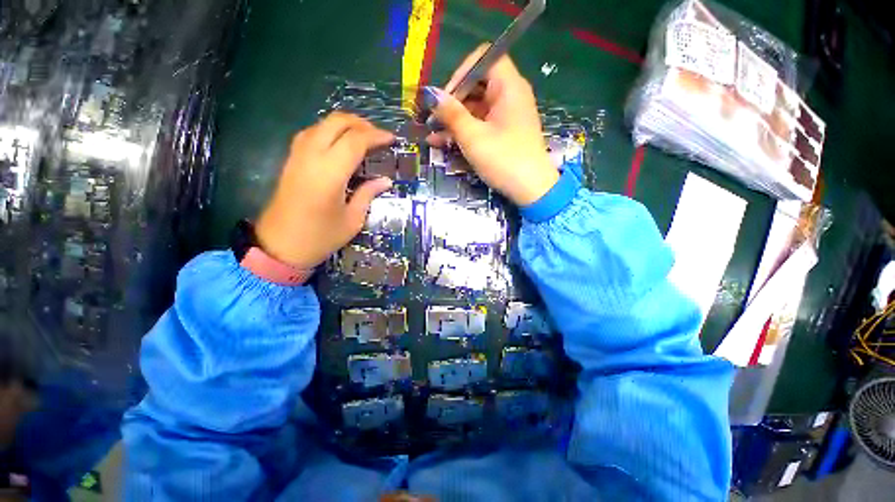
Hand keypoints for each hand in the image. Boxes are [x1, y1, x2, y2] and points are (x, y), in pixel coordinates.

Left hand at [255, 112, 394, 268]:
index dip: (376, 136)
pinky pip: (311, 133)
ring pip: (322, 124)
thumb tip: (385, 181)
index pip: (355, 140)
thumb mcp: (352, 220)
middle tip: (378, 136)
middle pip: (336, 122)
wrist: (279, 246)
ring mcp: (297, 155)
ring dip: (344, 125)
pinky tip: (339, 143)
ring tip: (362, 137)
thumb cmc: (320, 237)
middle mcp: (312, 156)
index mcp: (330, 173)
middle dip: (361, 123)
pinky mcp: (291, 160)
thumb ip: (368, 194)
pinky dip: (329, 131)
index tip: (391, 139)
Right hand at [426, 44, 557, 205]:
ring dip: (454, 120)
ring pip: (476, 108)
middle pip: (477, 85)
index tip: (444, 97)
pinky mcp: (504, 133)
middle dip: (452, 101)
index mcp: (508, 87)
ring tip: (432, 134)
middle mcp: (510, 96)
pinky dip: (464, 131)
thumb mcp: (473, 137)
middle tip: (433, 119)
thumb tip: (431, 95)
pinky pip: (481, 124)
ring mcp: (507, 116)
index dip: (461, 73)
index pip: (483, 59)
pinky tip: (444, 142)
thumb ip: (451, 114)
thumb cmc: (504, 160)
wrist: (531, 190)